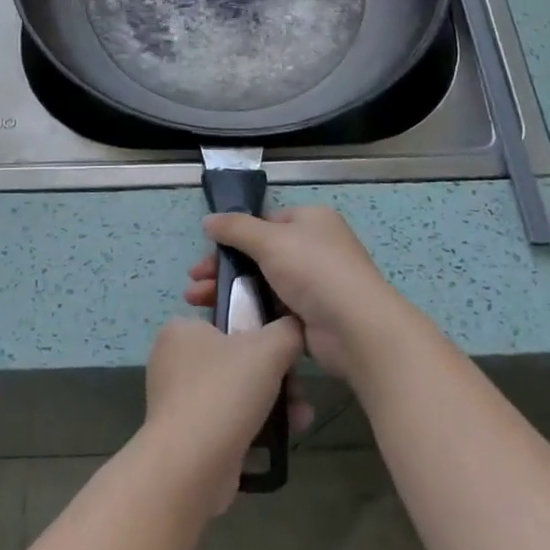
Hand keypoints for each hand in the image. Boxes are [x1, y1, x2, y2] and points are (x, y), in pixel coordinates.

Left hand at [141, 317, 306, 514]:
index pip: (229, 320)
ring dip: (273, 405)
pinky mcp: (186, 438)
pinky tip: (281, 441)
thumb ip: (288, 330)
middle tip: (300, 392)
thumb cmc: (224, 391)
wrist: (190, 467)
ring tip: (301, 419)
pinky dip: (254, 429)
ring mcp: (178, 402)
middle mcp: (173, 361)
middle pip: (238, 360)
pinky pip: (227, 424)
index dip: (263, 334)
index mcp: (182, 330)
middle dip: (277, 377)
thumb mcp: (268, 348)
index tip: (287, 353)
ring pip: (236, 394)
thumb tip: (294, 328)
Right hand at [188, 206, 415, 380]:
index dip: (234, 235)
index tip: (206, 252)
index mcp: (310, 220)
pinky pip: (271, 308)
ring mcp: (313, 284)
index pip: (265, 221)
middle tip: (193, 281)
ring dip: (229, 289)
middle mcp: (314, 248)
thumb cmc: (314, 271)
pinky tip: (223, 319)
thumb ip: (236, 228)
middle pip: (258, 253)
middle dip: (224, 267)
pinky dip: (248, 311)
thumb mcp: (270, 240)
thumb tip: (208, 219)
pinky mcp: (309, 316)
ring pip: (261, 282)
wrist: (356, 329)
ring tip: (195, 301)